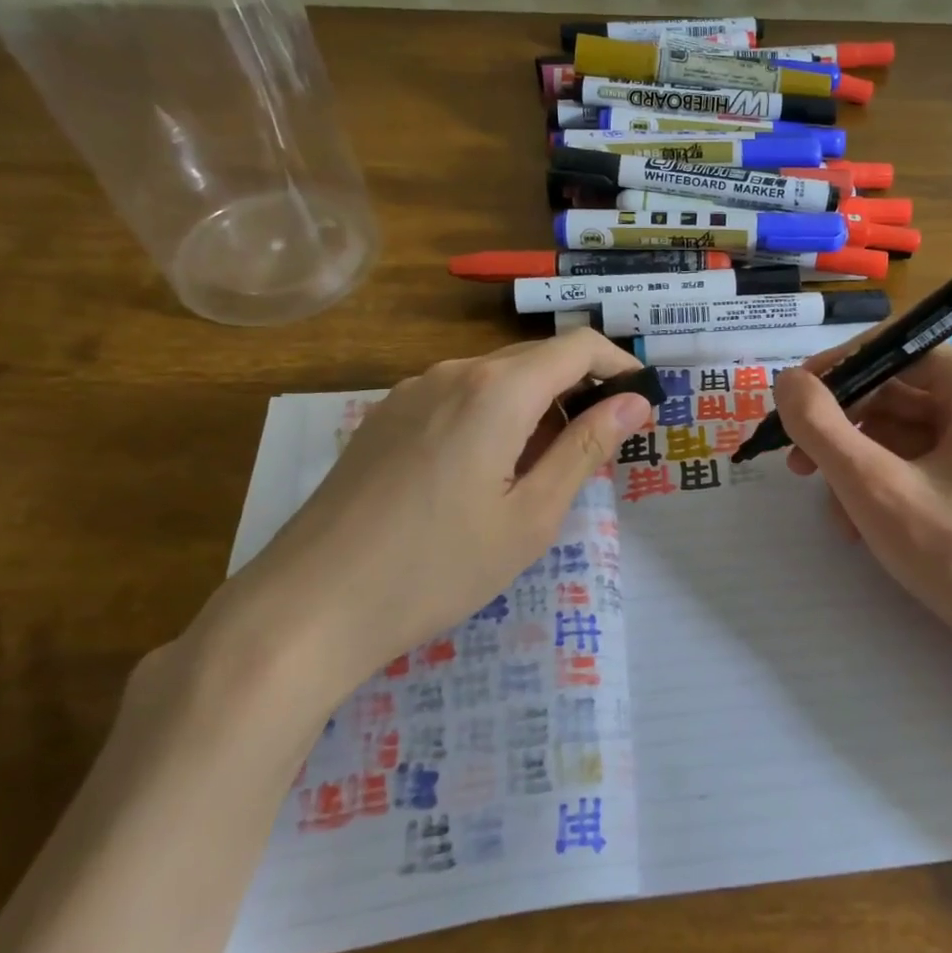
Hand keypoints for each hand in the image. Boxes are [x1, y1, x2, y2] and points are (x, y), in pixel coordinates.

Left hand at [201, 331, 651, 704]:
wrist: (310, 605)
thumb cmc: (438, 566)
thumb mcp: (531, 516)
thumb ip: (586, 449)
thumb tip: (634, 402)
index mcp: (497, 390)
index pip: (578, 347)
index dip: (619, 364)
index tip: (641, 401)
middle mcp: (453, 373)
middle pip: (536, 360)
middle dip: (578, 392)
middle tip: (596, 452)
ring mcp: (410, 392)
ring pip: (495, 379)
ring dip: (534, 408)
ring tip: (537, 474)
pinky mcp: (384, 417)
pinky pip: (457, 397)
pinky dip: (492, 417)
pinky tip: (481, 474)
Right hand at [773, 348, 951, 664]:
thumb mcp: (874, 486)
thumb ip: (820, 426)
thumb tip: (786, 380)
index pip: (891, 352)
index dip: (833, 375)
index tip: (789, 407)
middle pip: (894, 395)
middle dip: (842, 433)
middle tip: (798, 467)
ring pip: (902, 434)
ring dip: (858, 468)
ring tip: (837, 514)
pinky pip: (922, 463)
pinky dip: (885, 486)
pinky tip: (863, 526)